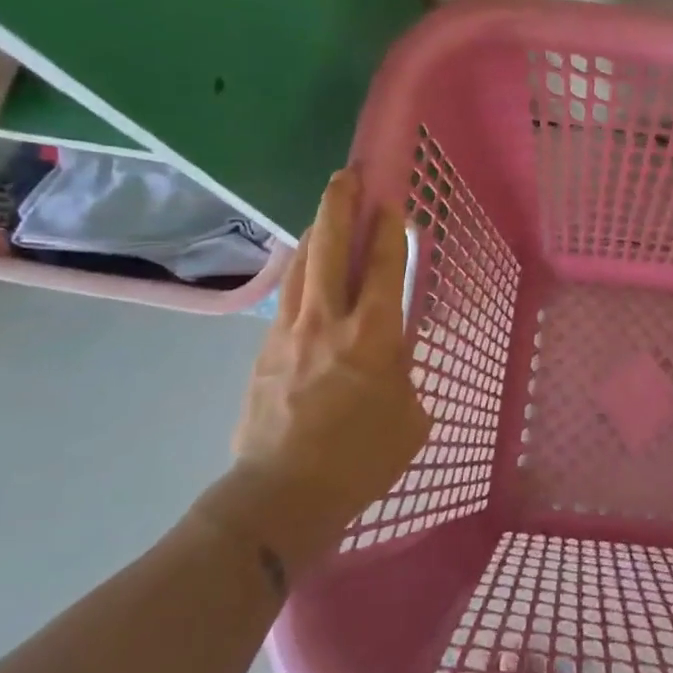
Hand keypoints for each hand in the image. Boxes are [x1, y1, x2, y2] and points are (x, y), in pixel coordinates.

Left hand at [198, 170, 430, 582]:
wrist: (282, 496)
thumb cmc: (361, 460)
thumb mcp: (409, 418)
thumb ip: (402, 375)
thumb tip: (389, 359)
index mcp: (372, 337)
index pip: (383, 267)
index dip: (389, 230)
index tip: (391, 201)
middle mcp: (328, 322)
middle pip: (329, 248)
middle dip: (340, 206)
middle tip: (347, 176)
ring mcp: (289, 334)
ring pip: (301, 266)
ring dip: (314, 232)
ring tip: (325, 212)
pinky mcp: (263, 352)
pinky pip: (286, 298)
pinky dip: (300, 273)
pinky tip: (306, 272)